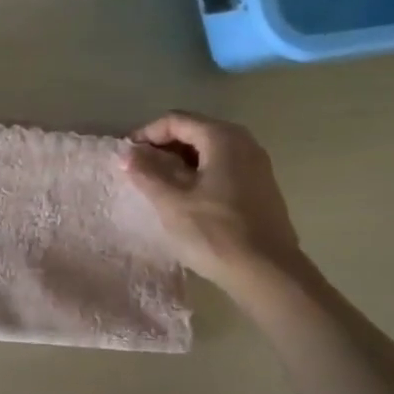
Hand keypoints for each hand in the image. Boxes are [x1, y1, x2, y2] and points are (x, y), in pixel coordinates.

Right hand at [122, 112, 303, 286]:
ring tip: (158, 187)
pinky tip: (186, 200)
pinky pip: (222, 168)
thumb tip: (127, 153)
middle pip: (194, 132)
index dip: (146, 134)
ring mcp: (256, 166)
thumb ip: (146, 172)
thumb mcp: (171, 201)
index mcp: (222, 137)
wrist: (268, 273)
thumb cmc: (215, 232)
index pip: (175, 120)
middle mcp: (244, 142)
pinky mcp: (260, 188)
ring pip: (208, 151)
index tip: (125, 156)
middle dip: (163, 148)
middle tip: (139, 171)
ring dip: (180, 163)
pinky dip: (199, 175)